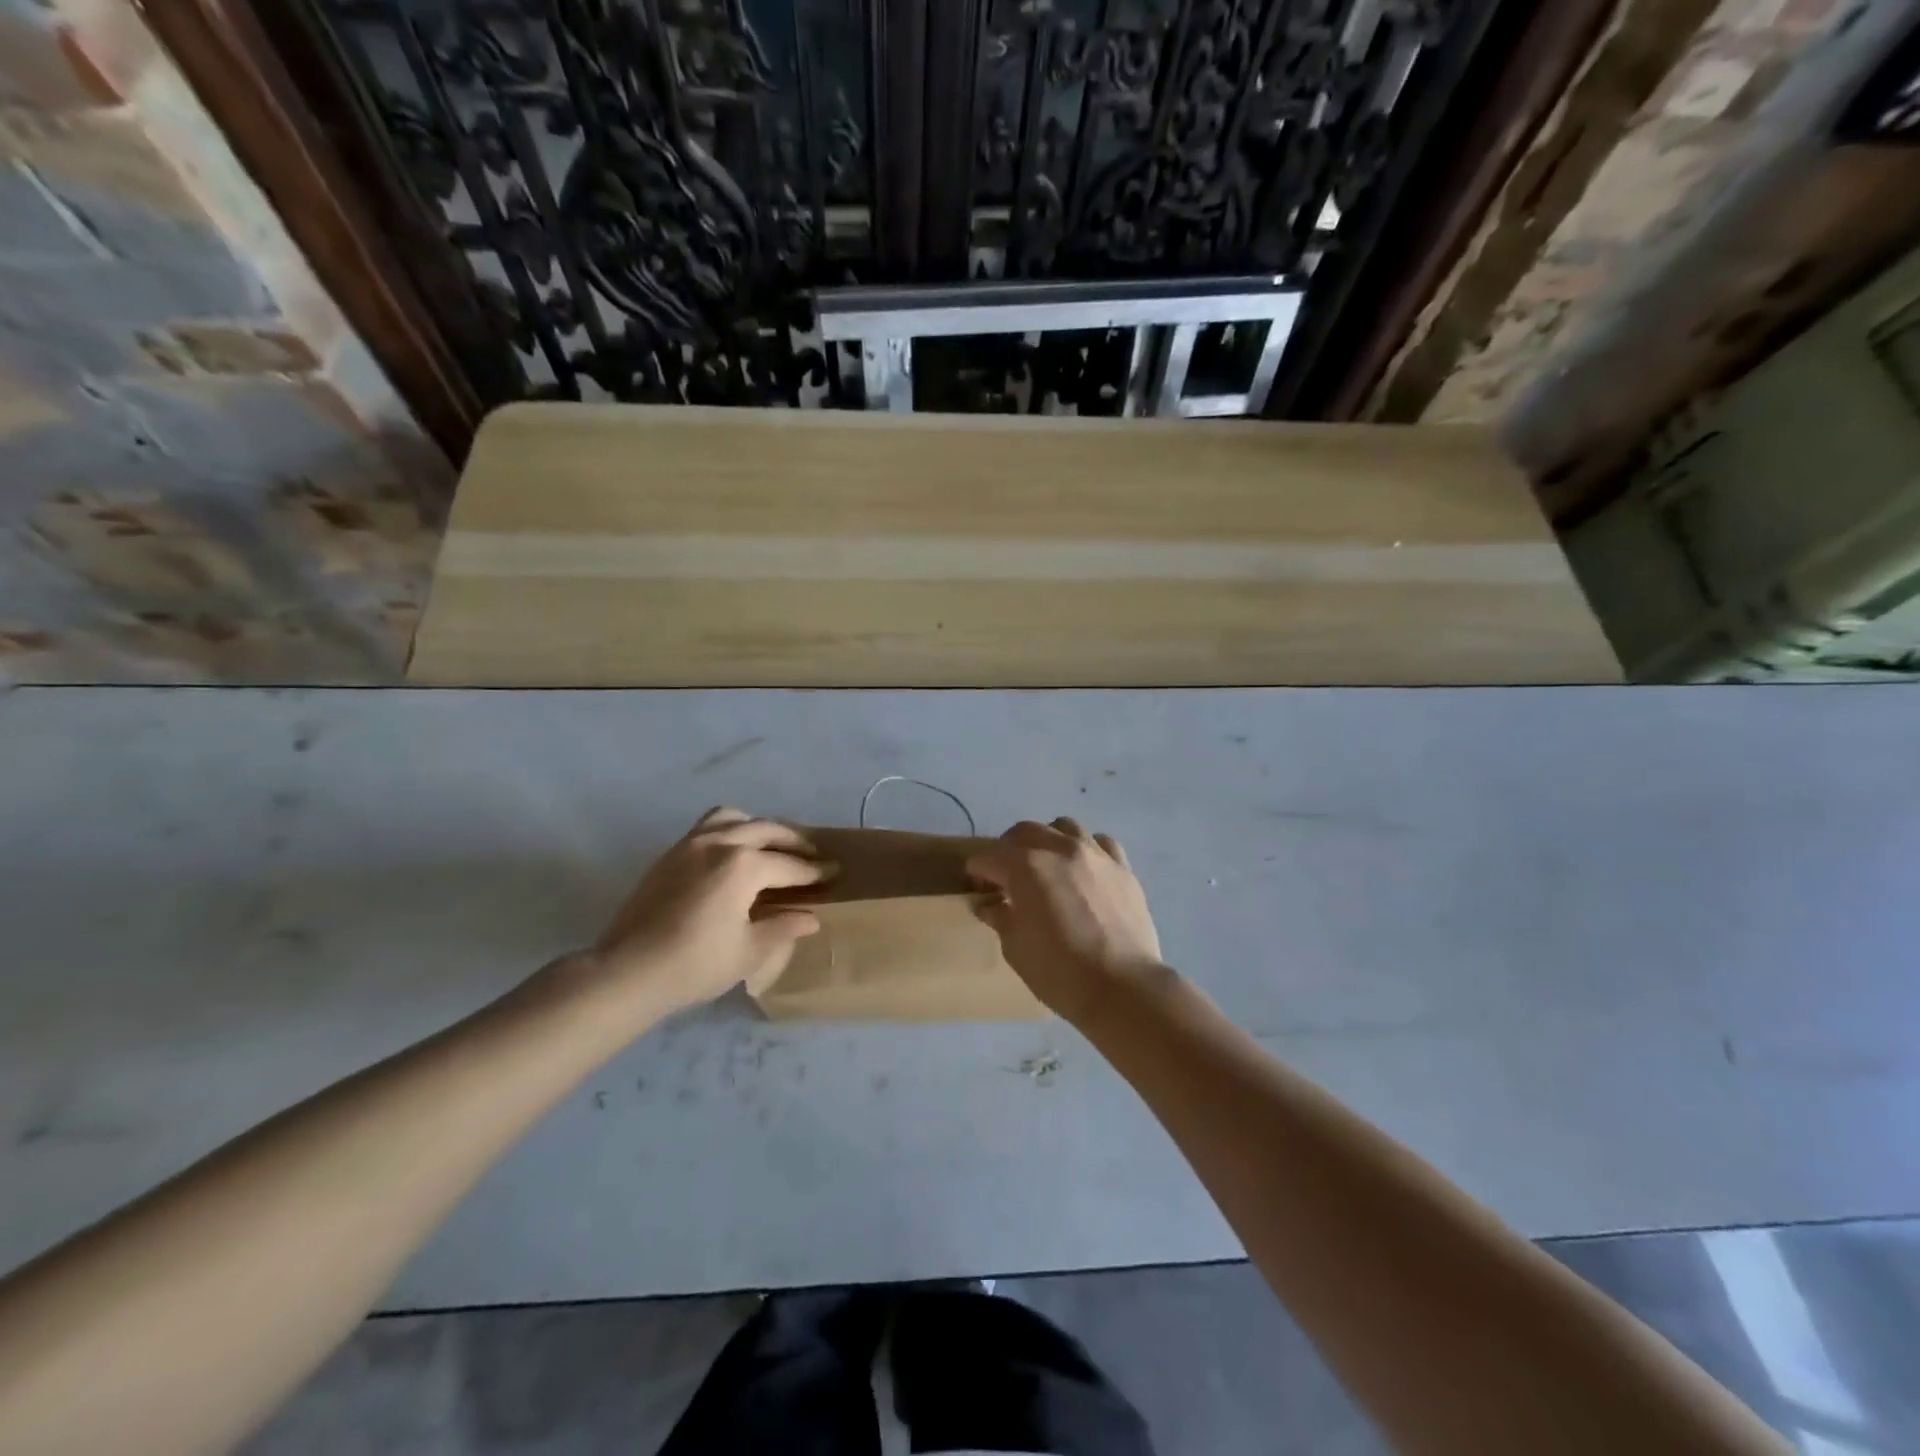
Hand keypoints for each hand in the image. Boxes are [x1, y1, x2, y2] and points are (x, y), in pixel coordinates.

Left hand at [581, 807, 834, 1016]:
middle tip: (811, 855)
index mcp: (742, 866)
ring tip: (771, 845)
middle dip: (793, 841)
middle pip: (766, 830)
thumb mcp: (749, 951)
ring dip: (758, 827)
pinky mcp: (670, 854)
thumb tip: (810, 916)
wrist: (627, 972)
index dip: (814, 871)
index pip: (789, 865)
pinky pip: (708, 827)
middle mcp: (719, 843)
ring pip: (733, 818)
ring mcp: (690, 844)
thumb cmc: (695, 965)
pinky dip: (731, 830)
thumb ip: (783, 927)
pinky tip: (735, 854)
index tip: (834, 871)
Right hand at [966, 817, 1164, 1025]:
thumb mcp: (1016, 948)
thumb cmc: (1059, 972)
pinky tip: (1085, 870)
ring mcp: (1094, 854)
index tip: (977, 887)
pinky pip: (1101, 843)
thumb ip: (1000, 917)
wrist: (1123, 987)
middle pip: (1024, 831)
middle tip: (1007, 875)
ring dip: (1048, 841)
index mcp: (1025, 867)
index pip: (989, 857)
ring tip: (1047, 866)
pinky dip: (1087, 849)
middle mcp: (1059, 849)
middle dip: (1008, 849)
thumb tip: (988, 904)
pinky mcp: (1123, 867)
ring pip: (1064, 827)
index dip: (978, 872)